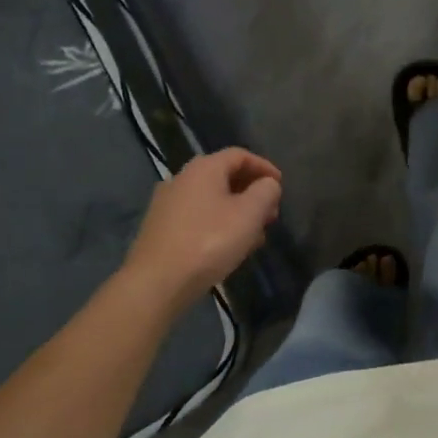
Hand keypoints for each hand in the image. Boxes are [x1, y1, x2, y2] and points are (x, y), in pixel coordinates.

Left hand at [124, 148, 282, 307]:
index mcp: (204, 168)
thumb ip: (266, 192)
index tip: (280, 186)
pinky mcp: (160, 227)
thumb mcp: (249, 214)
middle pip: (224, 176)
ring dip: (236, 211)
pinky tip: (227, 247)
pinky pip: (197, 216)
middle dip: (251, 192)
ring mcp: (167, 203)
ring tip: (253, 235)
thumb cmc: (209, 242)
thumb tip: (268, 184)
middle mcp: (181, 178)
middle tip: (270, 214)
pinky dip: (217, 223)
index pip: (239, 155)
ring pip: (211, 199)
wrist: (157, 282)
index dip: (264, 167)